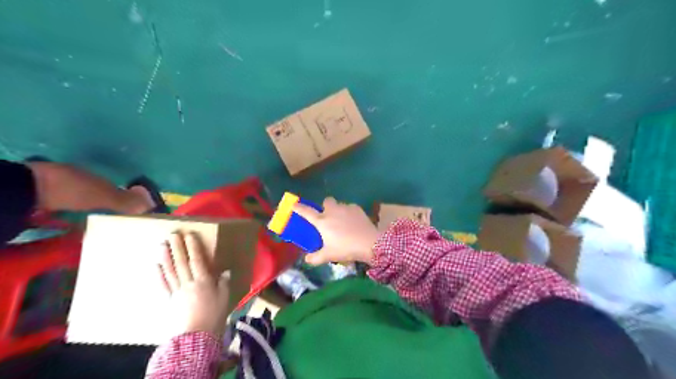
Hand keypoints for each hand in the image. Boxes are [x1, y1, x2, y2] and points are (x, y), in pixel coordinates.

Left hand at [158, 231, 230, 336]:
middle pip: (181, 262)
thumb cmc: (213, 315)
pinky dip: (159, 274)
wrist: (195, 336)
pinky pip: (163, 285)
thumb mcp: (224, 298)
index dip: (193, 247)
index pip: (197, 260)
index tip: (189, 235)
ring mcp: (177, 291)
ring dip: (165, 257)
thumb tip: (226, 271)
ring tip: (162, 245)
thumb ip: (224, 283)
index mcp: (203, 281)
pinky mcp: (169, 300)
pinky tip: (156, 266)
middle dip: (177, 247)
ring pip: (170, 271)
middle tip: (172, 234)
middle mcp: (188, 283)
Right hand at [295, 198, 382, 265]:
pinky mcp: (357, 208)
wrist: (369, 243)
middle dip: (325, 207)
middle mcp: (332, 211)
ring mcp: (345, 208)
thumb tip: (307, 259)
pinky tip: (354, 223)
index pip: (306, 212)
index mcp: (322, 221)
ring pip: (339, 204)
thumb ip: (315, 258)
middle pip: (326, 201)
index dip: (298, 208)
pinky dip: (349, 213)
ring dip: (338, 210)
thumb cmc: (345, 249)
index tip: (294, 205)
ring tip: (343, 223)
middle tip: (328, 218)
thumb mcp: (328, 256)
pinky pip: (350, 208)